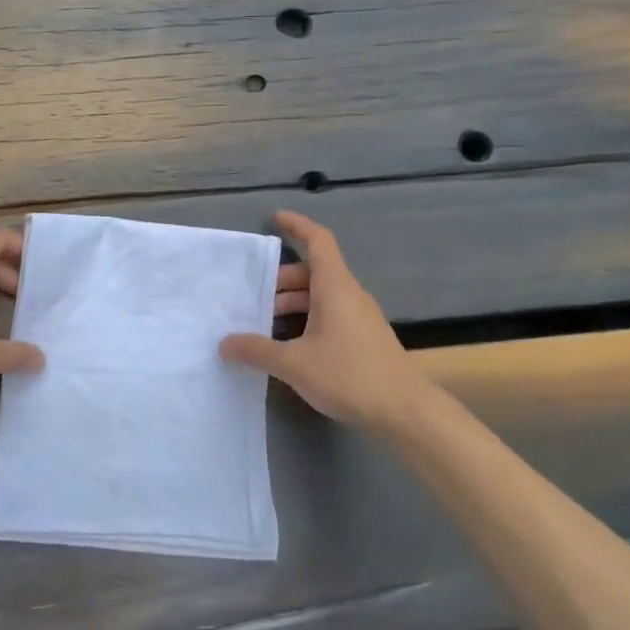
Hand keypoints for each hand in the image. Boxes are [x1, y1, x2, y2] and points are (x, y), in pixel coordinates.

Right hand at [220, 211, 424, 430]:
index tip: (274, 218)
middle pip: (313, 272)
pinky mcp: (363, 338)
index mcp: (335, 287)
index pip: (318, 241)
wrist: (405, 411)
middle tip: (251, 297)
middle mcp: (349, 295)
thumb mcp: (294, 364)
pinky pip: (329, 315)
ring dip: (292, 304)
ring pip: (320, 296)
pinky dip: (305, 319)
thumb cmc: (349, 376)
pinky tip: (288, 346)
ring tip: (263, 325)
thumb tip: (224, 343)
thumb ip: (257, 350)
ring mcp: (359, 317)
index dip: (297, 225)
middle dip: (281, 280)